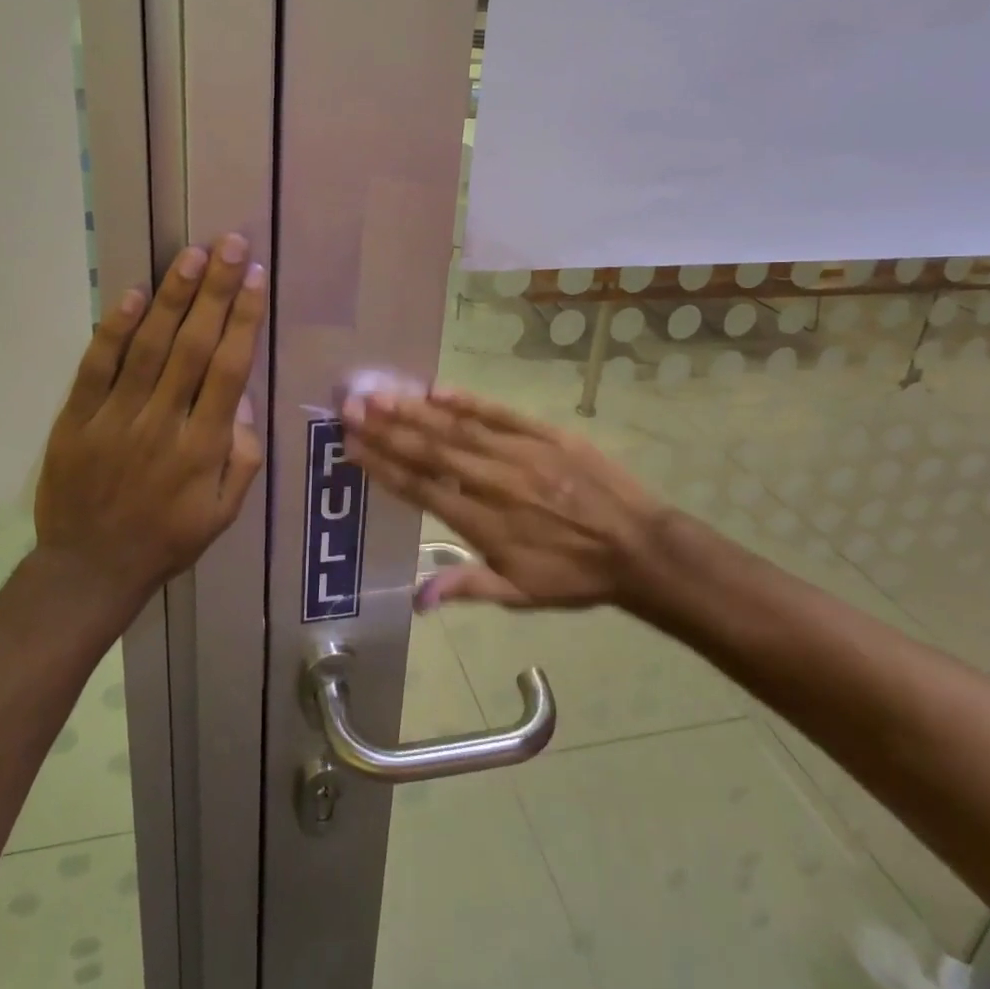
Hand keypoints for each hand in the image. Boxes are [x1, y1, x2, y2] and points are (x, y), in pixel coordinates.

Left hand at [35, 234, 266, 599]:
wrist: (89, 570)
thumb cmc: (168, 538)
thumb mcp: (225, 512)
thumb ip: (242, 456)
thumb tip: (242, 399)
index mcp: (203, 448)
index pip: (229, 370)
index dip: (244, 319)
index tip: (256, 278)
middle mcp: (162, 424)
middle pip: (192, 346)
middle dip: (216, 292)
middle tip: (231, 245)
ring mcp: (115, 419)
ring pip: (148, 347)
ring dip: (172, 297)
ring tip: (192, 255)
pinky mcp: (76, 420)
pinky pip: (96, 367)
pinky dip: (115, 330)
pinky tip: (133, 294)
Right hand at [341, 387, 678, 611]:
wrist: (639, 547)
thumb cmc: (574, 575)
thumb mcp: (520, 595)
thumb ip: (466, 587)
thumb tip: (416, 599)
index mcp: (484, 524)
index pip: (422, 489)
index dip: (383, 467)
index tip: (352, 447)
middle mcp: (494, 483)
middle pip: (431, 451)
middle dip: (386, 428)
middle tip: (349, 407)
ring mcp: (520, 453)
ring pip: (458, 428)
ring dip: (415, 410)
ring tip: (379, 393)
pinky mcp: (544, 434)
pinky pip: (499, 412)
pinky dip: (466, 400)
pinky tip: (435, 389)